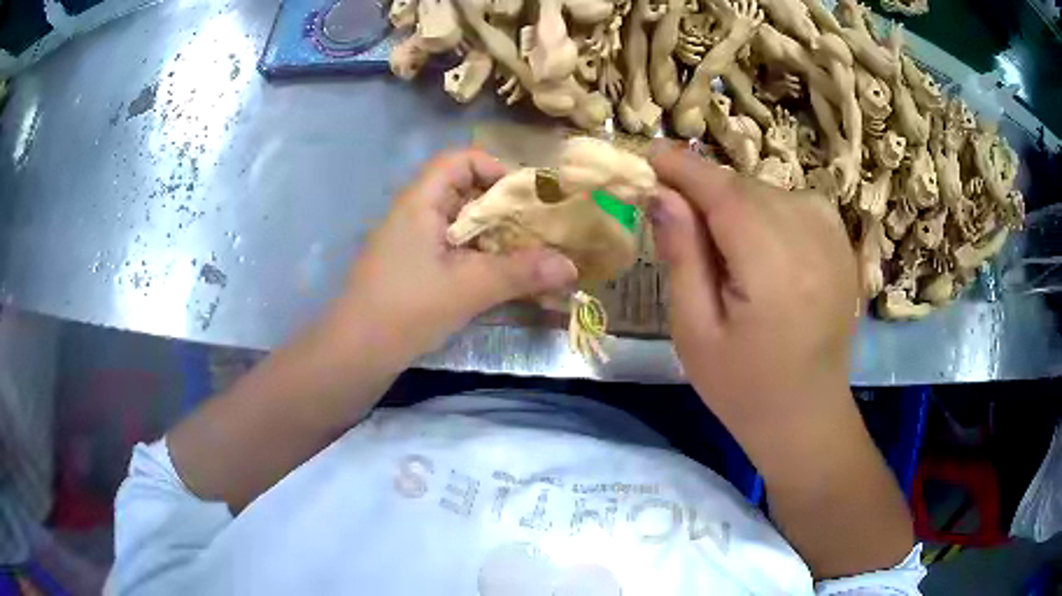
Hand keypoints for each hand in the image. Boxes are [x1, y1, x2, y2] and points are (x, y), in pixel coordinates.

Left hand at [335, 149, 576, 363]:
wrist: (356, 353)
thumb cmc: (407, 308)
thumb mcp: (468, 288)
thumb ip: (521, 273)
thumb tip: (572, 267)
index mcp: (420, 202)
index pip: (458, 160)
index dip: (493, 168)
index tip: (523, 197)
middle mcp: (414, 214)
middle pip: (463, 192)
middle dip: (503, 209)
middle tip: (537, 230)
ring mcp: (411, 243)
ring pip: (460, 225)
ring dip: (494, 237)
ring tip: (528, 256)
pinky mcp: (412, 268)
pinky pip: (452, 250)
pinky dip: (478, 258)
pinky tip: (501, 279)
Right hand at [648, 142, 858, 455]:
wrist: (807, 415)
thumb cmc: (743, 388)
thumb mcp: (695, 332)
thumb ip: (681, 256)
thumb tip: (661, 195)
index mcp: (776, 271)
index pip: (726, 194)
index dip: (685, 168)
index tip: (649, 155)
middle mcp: (813, 242)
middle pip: (747, 188)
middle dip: (705, 188)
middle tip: (672, 208)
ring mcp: (835, 240)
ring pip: (770, 191)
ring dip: (735, 200)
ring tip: (716, 238)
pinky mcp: (842, 244)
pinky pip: (794, 201)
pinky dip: (766, 207)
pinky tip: (757, 241)